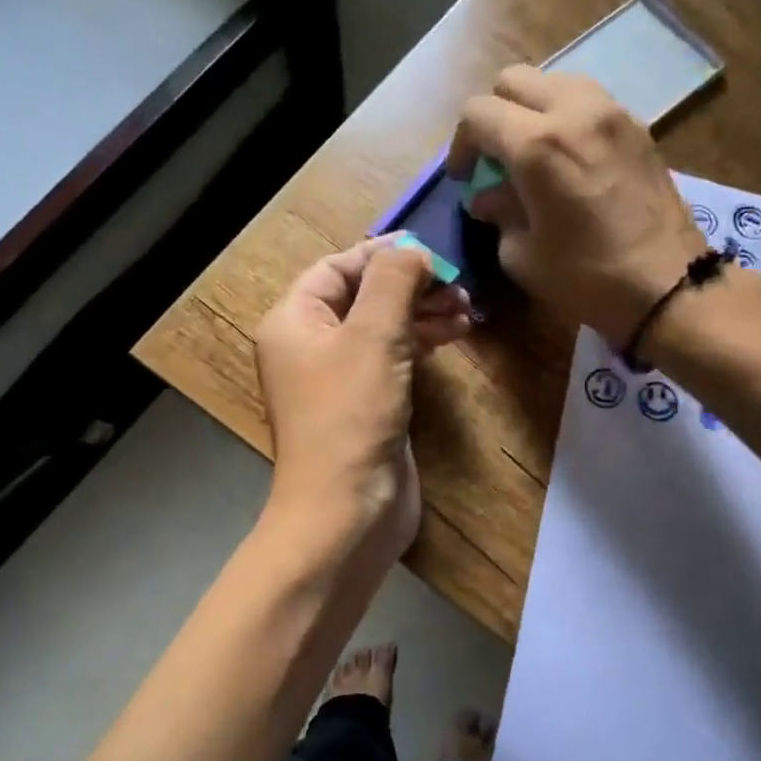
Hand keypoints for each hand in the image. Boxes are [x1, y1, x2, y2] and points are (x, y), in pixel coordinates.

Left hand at [254, 238, 471, 570]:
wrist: (347, 511)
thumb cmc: (351, 415)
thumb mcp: (372, 335)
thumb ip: (393, 282)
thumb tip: (412, 250)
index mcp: (294, 321)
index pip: (336, 267)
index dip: (383, 255)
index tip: (432, 252)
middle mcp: (310, 345)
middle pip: (362, 296)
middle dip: (410, 286)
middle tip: (459, 284)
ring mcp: (338, 379)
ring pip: (382, 328)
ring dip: (422, 313)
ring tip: (467, 310)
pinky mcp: (366, 405)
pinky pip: (392, 359)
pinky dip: (421, 343)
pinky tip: (454, 335)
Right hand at [450, 65, 707, 343]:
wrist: (669, 286)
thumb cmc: (588, 278)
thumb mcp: (524, 256)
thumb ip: (499, 214)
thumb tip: (488, 197)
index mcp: (537, 145)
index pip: (477, 113)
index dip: (461, 144)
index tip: (465, 178)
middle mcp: (574, 111)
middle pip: (513, 80)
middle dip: (494, 116)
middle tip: (495, 159)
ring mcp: (611, 112)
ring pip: (554, 81)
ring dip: (532, 110)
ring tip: (533, 152)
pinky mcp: (637, 125)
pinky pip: (588, 100)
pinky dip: (567, 117)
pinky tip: (570, 157)